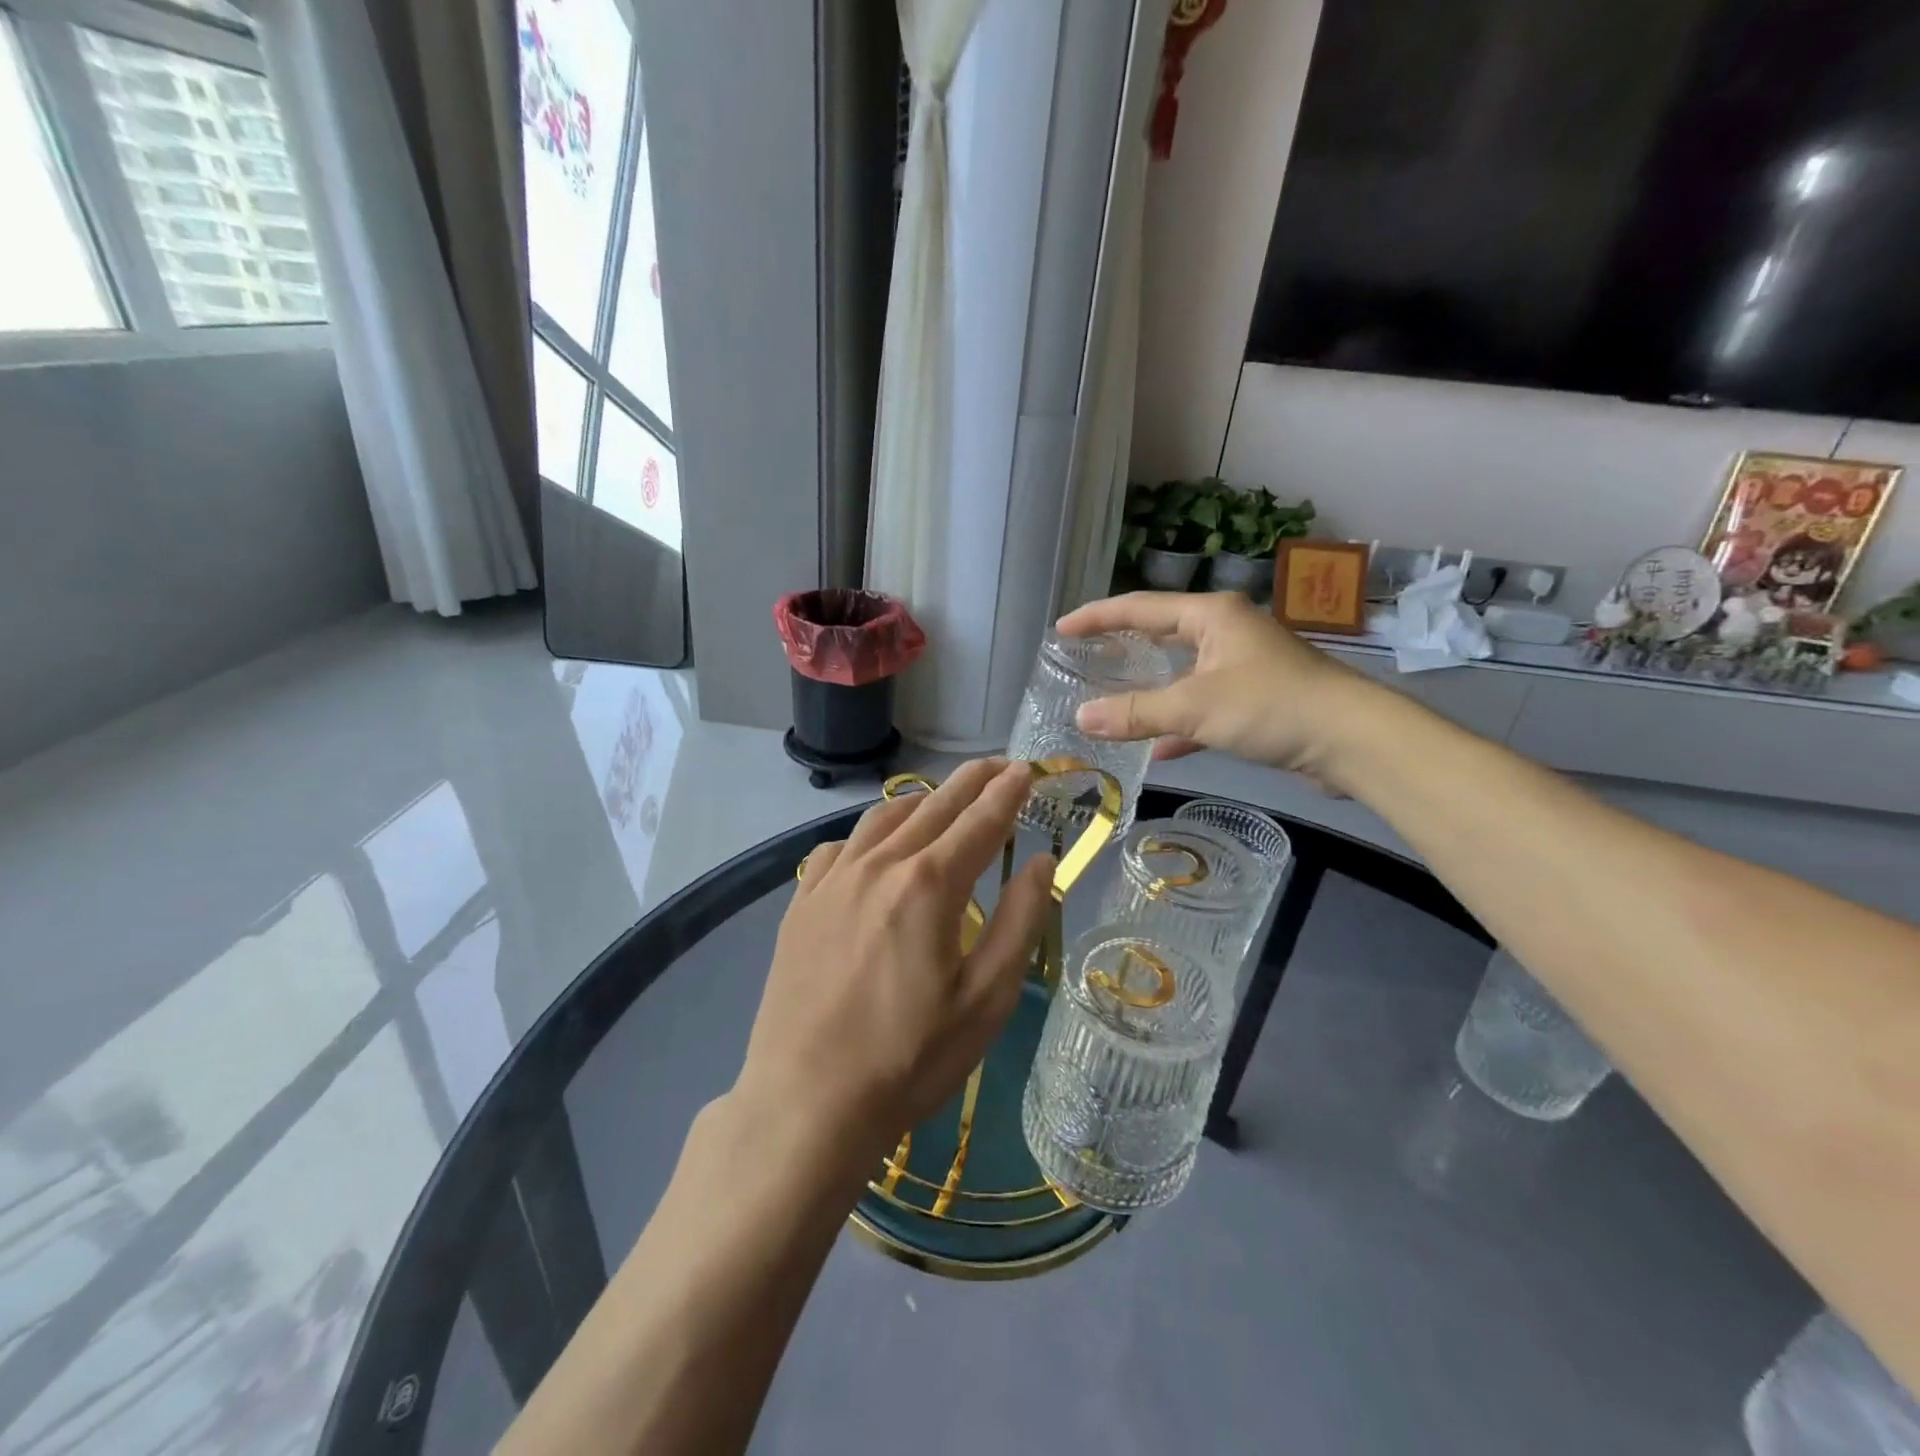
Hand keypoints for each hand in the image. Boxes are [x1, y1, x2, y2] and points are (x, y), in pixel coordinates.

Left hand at [732, 759, 1054, 1177]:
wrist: (806, 1101)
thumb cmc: (909, 1058)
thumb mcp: (986, 998)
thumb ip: (1019, 921)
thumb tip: (1041, 862)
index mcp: (929, 884)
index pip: (980, 821)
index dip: (1008, 792)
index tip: (1028, 769)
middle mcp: (879, 865)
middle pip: (934, 805)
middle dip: (972, 780)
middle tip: (999, 766)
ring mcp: (832, 880)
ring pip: (884, 817)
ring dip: (923, 800)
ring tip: (945, 798)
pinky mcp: (802, 902)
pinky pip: (841, 846)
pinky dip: (870, 833)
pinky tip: (877, 848)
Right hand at [1056, 591, 1378, 785]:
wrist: (1352, 739)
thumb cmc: (1270, 705)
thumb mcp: (1195, 707)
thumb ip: (1136, 712)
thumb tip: (1081, 718)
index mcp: (1211, 616)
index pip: (1140, 608)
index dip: (1097, 617)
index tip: (1061, 629)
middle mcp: (1226, 632)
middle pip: (1161, 634)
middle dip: (1122, 648)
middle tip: (1083, 659)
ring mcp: (1243, 666)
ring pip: (1182, 673)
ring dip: (1149, 690)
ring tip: (1110, 699)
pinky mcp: (1256, 700)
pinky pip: (1203, 706)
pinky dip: (1179, 723)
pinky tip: (1158, 749)